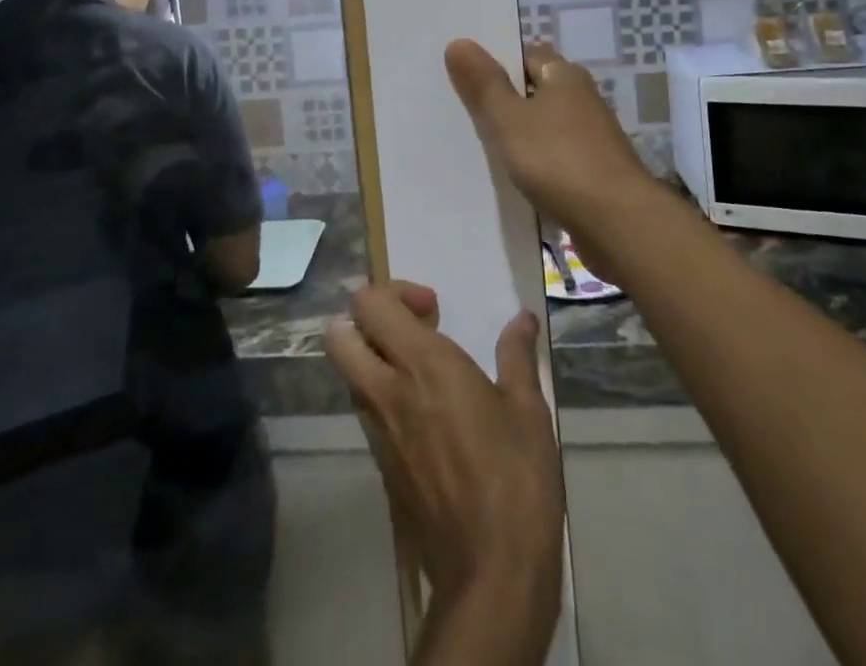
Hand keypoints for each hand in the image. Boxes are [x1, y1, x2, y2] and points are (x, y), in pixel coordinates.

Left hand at [325, 283, 563, 631]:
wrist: (490, 574)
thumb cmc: (515, 479)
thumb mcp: (528, 409)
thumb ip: (517, 355)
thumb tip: (521, 318)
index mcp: (422, 364)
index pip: (368, 304)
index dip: (392, 291)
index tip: (432, 307)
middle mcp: (387, 390)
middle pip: (338, 335)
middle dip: (364, 320)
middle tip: (409, 328)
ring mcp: (378, 431)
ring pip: (348, 375)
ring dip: (372, 358)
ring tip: (421, 370)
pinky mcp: (381, 466)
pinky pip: (366, 412)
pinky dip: (382, 396)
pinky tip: (424, 414)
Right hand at [445, 39, 659, 274]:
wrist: (618, 224)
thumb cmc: (559, 160)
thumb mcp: (509, 119)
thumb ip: (484, 83)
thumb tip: (458, 41)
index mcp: (565, 76)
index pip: (526, 55)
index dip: (496, 62)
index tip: (463, 75)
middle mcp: (582, 99)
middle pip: (535, 91)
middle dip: (504, 100)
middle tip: (461, 111)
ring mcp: (591, 138)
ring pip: (544, 127)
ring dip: (518, 135)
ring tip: (477, 146)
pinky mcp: (594, 172)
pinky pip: (554, 158)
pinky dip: (534, 164)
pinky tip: (511, 179)